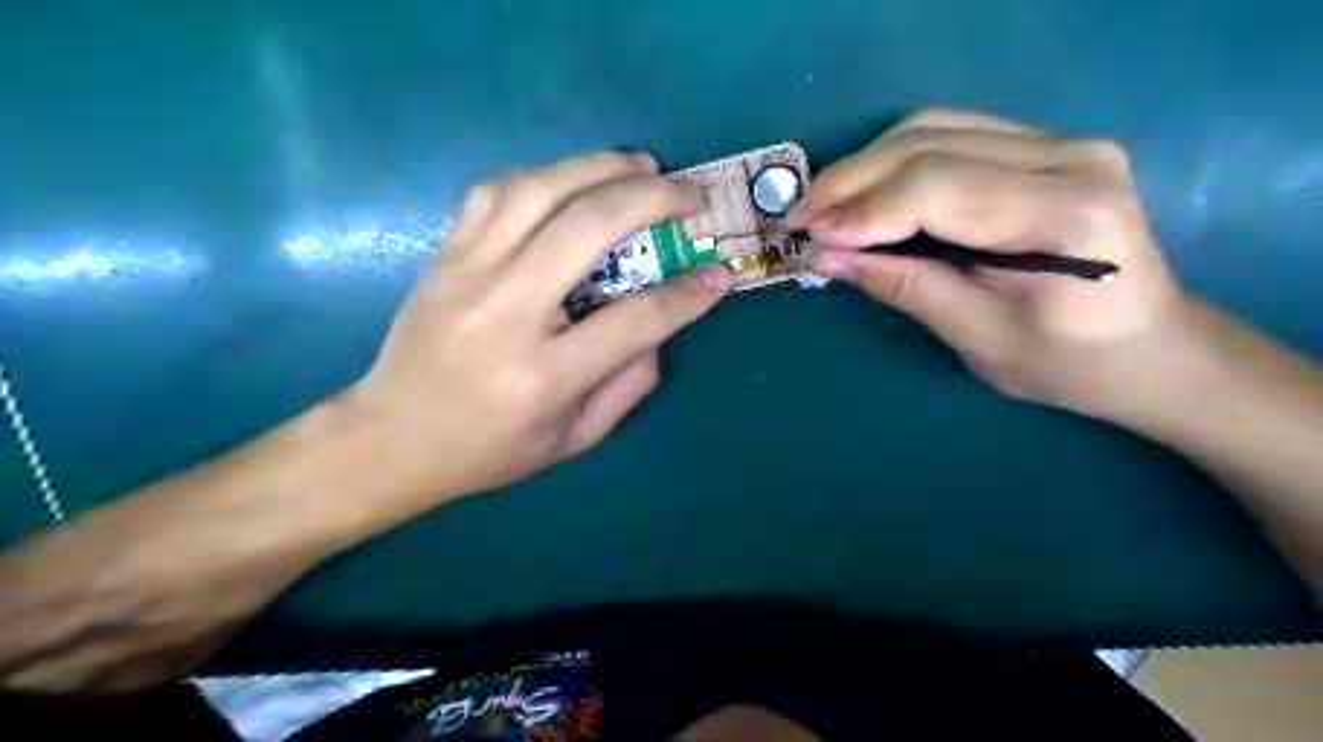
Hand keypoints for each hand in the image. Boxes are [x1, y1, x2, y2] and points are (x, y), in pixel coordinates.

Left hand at [347, 147, 727, 497]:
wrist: (392, 437)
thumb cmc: (489, 450)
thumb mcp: (573, 440)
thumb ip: (627, 386)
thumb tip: (659, 329)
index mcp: (544, 375)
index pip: (634, 319)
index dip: (687, 294)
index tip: (720, 274)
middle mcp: (505, 313)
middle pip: (587, 228)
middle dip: (651, 199)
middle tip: (687, 194)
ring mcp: (466, 274)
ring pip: (538, 190)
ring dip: (598, 167)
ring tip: (639, 165)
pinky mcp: (442, 255)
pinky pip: (494, 192)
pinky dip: (543, 174)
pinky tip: (572, 178)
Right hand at [788, 109, 1194, 417]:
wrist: (1147, 347)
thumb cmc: (1066, 363)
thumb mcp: (977, 337)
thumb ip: (903, 286)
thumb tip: (825, 257)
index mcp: (1064, 215)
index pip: (937, 188)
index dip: (862, 210)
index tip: (808, 237)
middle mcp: (1069, 157)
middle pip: (930, 144)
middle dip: (851, 181)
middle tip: (800, 218)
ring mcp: (1060, 142)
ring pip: (933, 128)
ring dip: (867, 165)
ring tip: (825, 206)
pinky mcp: (1045, 146)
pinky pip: (951, 134)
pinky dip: (895, 161)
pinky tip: (867, 192)